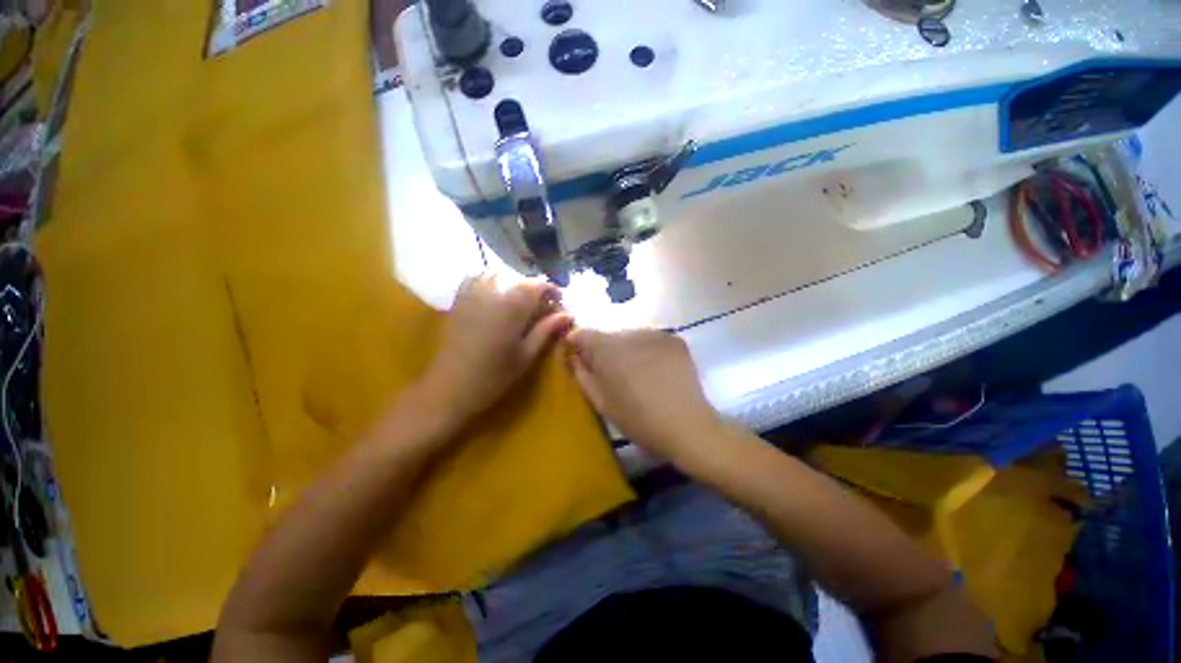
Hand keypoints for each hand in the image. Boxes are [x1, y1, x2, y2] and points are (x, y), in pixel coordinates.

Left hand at [423, 274, 572, 420]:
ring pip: (499, 274)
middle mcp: (492, 293)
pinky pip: (476, 277)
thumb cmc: (493, 375)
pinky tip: (496, 293)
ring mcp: (472, 294)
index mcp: (511, 307)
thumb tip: (566, 314)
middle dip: (535, 288)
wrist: (450, 387)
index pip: (537, 285)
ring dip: (514, 282)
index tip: (560, 302)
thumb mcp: (526, 355)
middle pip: (519, 279)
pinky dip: (490, 279)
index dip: (552, 290)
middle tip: (544, 305)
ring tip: (521, 299)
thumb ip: (546, 330)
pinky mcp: (459, 300)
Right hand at [566, 328, 723, 463]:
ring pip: (631, 337)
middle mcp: (630, 332)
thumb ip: (581, 374)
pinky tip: (658, 372)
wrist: (687, 426)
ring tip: (639, 376)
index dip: (577, 345)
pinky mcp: (675, 340)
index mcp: (607, 348)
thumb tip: (574, 357)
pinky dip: (649, 351)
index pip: (581, 333)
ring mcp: (656, 333)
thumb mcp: (600, 401)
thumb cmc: (637, 419)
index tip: (582, 361)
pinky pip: (652, 341)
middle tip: (614, 376)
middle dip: (605, 351)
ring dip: (628, 351)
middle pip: (608, 336)